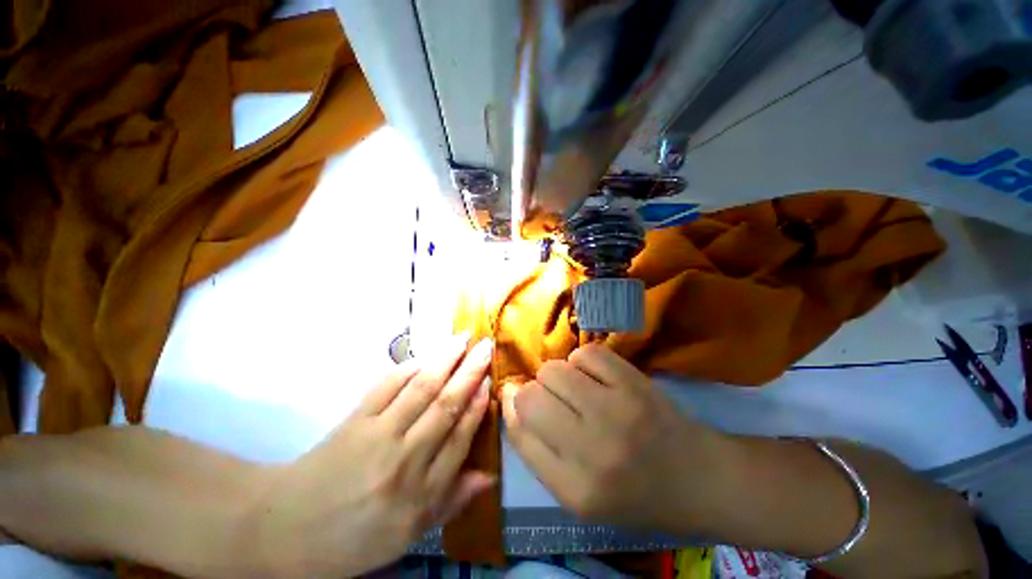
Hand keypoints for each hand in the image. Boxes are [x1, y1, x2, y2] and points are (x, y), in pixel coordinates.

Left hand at [255, 333, 494, 576]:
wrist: (286, 529)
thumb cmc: (355, 537)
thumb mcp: (409, 534)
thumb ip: (452, 501)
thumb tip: (489, 477)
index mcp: (421, 493)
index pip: (460, 438)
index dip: (477, 405)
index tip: (490, 379)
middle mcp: (405, 459)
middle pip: (445, 406)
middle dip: (470, 372)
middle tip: (486, 346)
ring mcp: (378, 435)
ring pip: (421, 389)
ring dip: (445, 360)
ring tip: (462, 338)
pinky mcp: (354, 420)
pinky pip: (387, 387)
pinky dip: (408, 368)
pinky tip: (425, 355)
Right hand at [500, 344, 730, 534]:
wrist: (698, 478)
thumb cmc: (634, 493)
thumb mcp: (577, 494)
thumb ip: (536, 449)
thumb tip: (509, 396)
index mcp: (574, 489)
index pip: (519, 431)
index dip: (513, 408)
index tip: (518, 400)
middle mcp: (591, 449)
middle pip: (531, 396)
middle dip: (533, 393)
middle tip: (555, 401)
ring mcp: (615, 409)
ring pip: (553, 370)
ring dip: (557, 377)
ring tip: (576, 390)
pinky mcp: (634, 382)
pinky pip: (585, 353)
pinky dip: (582, 362)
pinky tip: (595, 377)